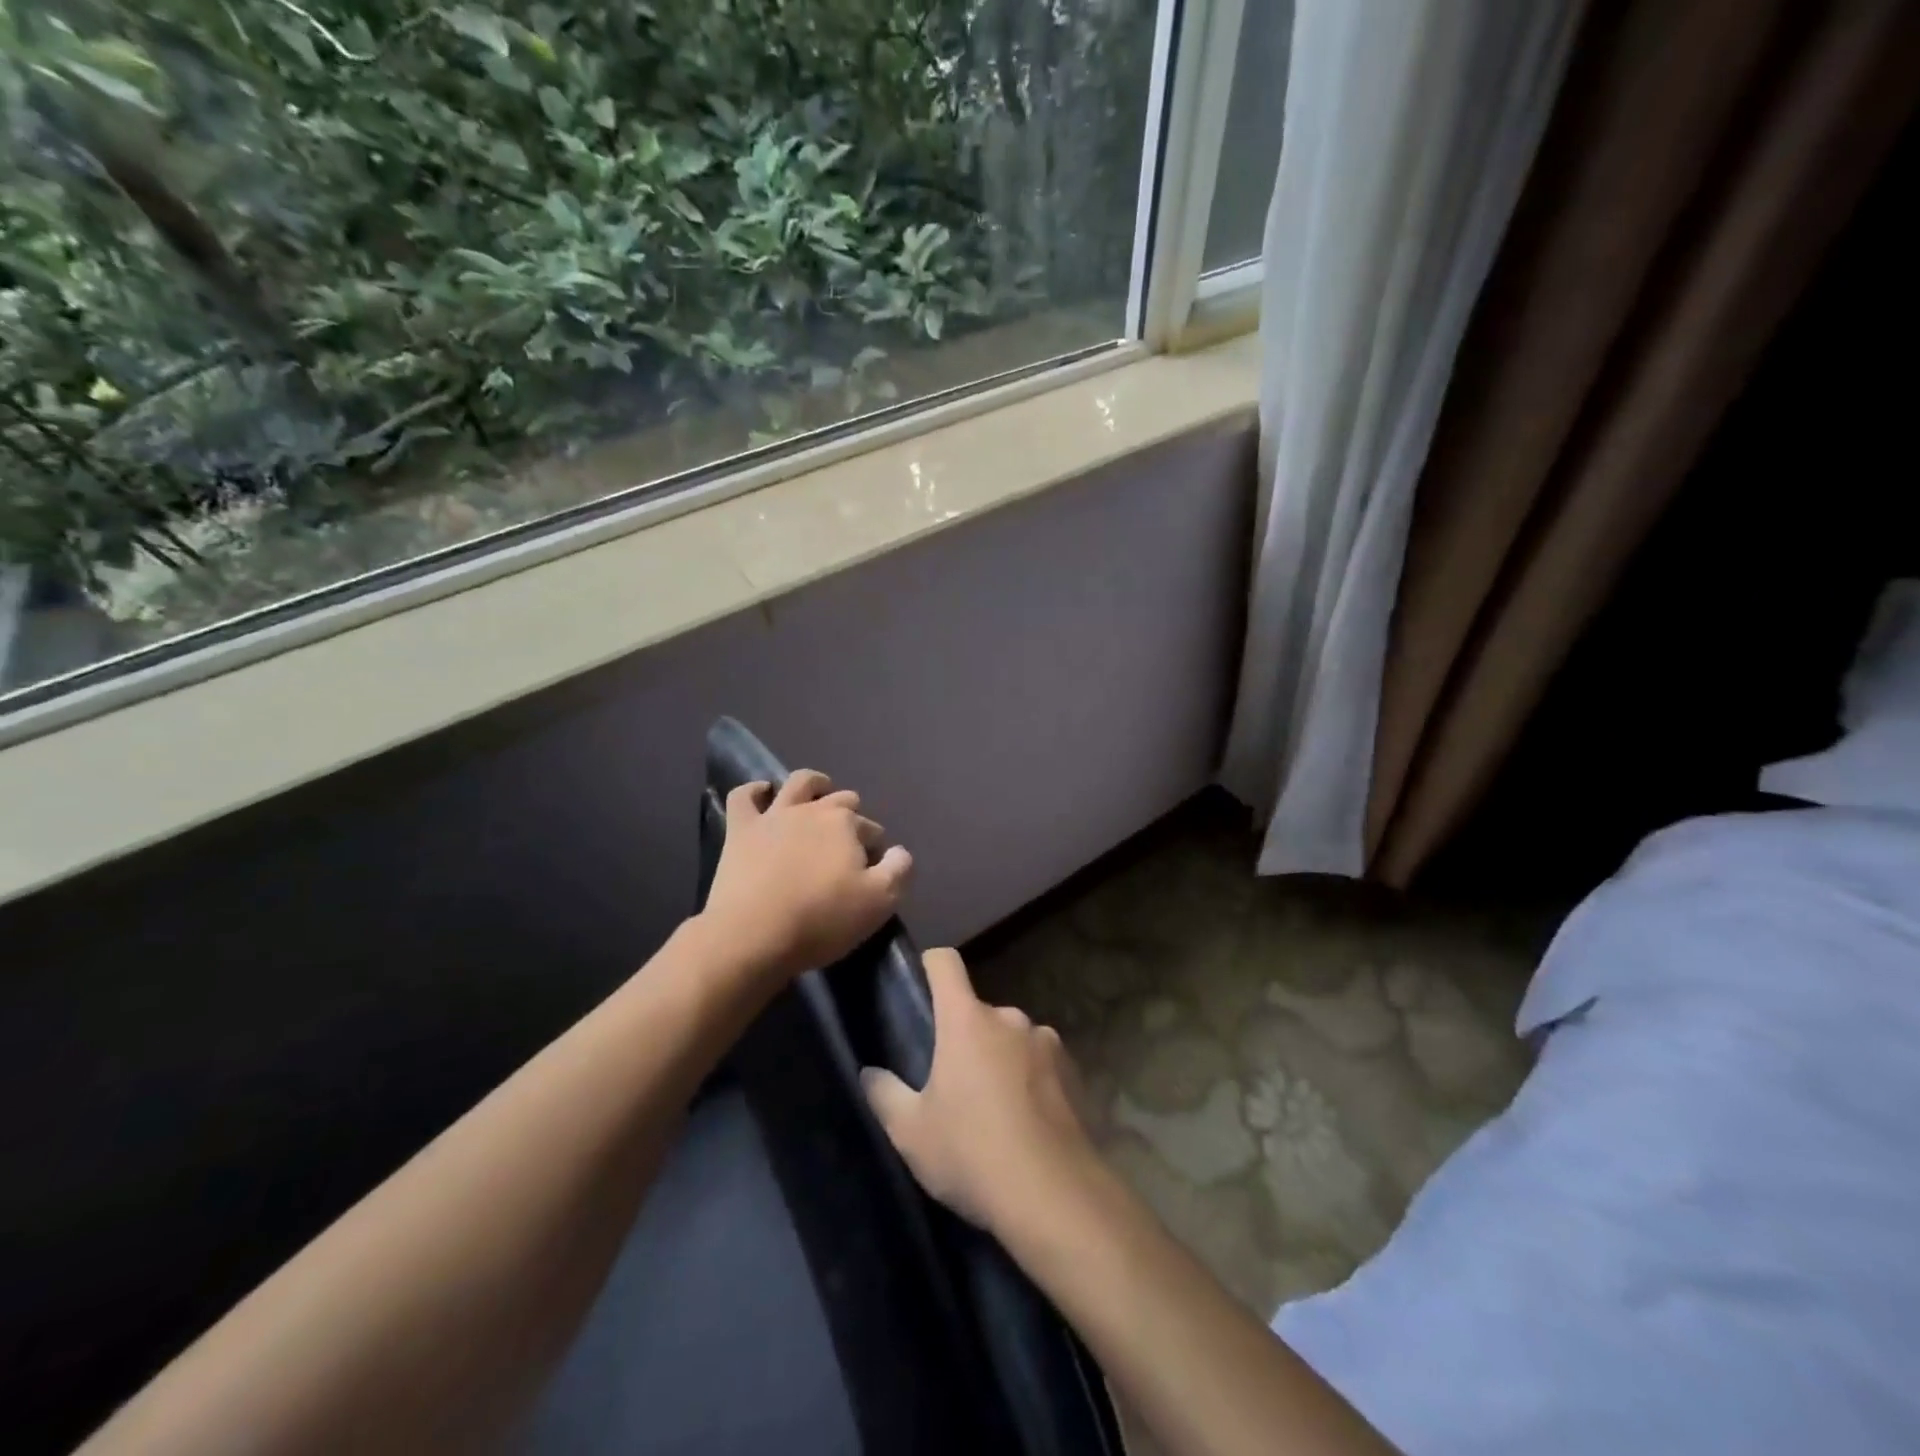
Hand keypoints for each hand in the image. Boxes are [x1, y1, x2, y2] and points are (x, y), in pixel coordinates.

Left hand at [699, 769, 913, 986]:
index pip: (870, 828)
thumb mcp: (879, 903)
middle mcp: (813, 810)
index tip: (871, 870)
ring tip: (819, 797)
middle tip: (848, 845)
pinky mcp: (741, 830)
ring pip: (799, 783)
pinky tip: (762, 794)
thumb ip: (898, 870)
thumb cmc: (821, 920)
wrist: (752, 935)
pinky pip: (744, 796)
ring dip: (814, 785)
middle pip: (841, 801)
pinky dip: (755, 791)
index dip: (874, 847)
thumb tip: (898, 852)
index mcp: (847, 824)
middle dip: (851, 815)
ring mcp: (774, 816)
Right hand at [862, 948, 1099, 1236]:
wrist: (1055, 1197)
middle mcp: (1009, 1018)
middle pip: (977, 1012)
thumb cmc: (972, 1154)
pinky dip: (1031, 1080)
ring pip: (1011, 1039)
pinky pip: (1041, 1063)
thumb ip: (885, 1095)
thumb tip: (870, 1073)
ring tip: (993, 1110)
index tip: (919, 986)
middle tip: (952, 1083)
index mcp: (966, 1020)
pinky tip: (1027, 1124)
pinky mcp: (1074, 1071)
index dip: (929, 966)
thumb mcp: (911, 1133)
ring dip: (1000, 1059)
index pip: (944, 963)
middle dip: (964, 1037)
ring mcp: (1046, 1041)